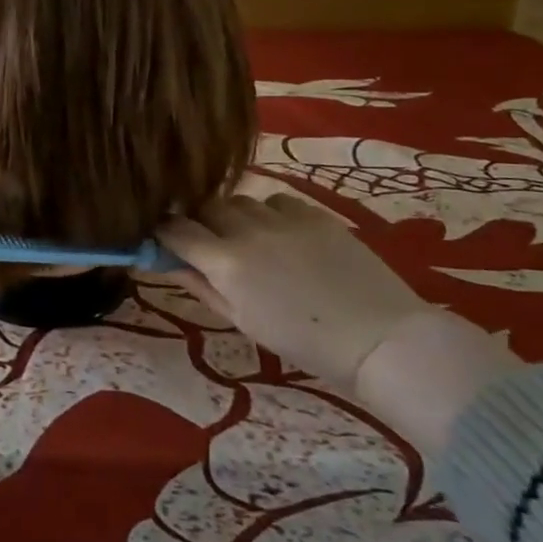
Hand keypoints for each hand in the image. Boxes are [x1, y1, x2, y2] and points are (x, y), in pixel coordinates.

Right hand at [159, 193, 437, 393]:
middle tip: (207, 243)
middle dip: (198, 221)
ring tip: (247, 238)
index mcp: (225, 263)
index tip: (162, 240)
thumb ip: (201, 286)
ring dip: (232, 215)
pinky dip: (268, 213)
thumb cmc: (303, 342)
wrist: (379, 338)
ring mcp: (282, 217)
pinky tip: (282, 235)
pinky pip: (276, 200)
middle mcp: (247, 230)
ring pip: (238, 199)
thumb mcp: (242, 320)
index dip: (163, 232)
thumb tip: (168, 263)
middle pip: (204, 207)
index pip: (174, 230)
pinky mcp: (313, 212)